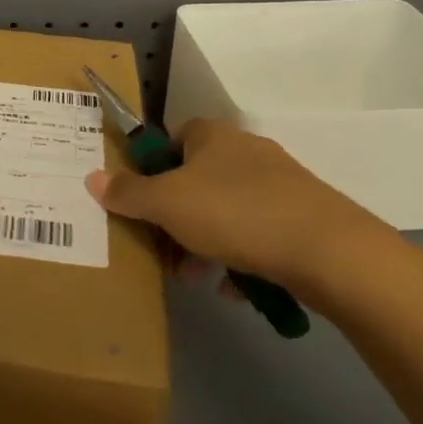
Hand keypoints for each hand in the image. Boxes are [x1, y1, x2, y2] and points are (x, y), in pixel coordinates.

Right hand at [86, 118, 386, 289]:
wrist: (329, 251)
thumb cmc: (235, 213)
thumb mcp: (167, 204)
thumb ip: (128, 192)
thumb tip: (92, 178)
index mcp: (212, 135)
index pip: (173, 140)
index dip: (154, 170)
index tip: (145, 205)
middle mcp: (246, 150)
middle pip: (198, 180)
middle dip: (177, 218)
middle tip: (166, 252)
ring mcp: (281, 183)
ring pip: (228, 211)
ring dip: (207, 242)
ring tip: (198, 278)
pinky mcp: (306, 217)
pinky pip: (260, 233)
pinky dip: (243, 257)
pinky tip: (236, 288)